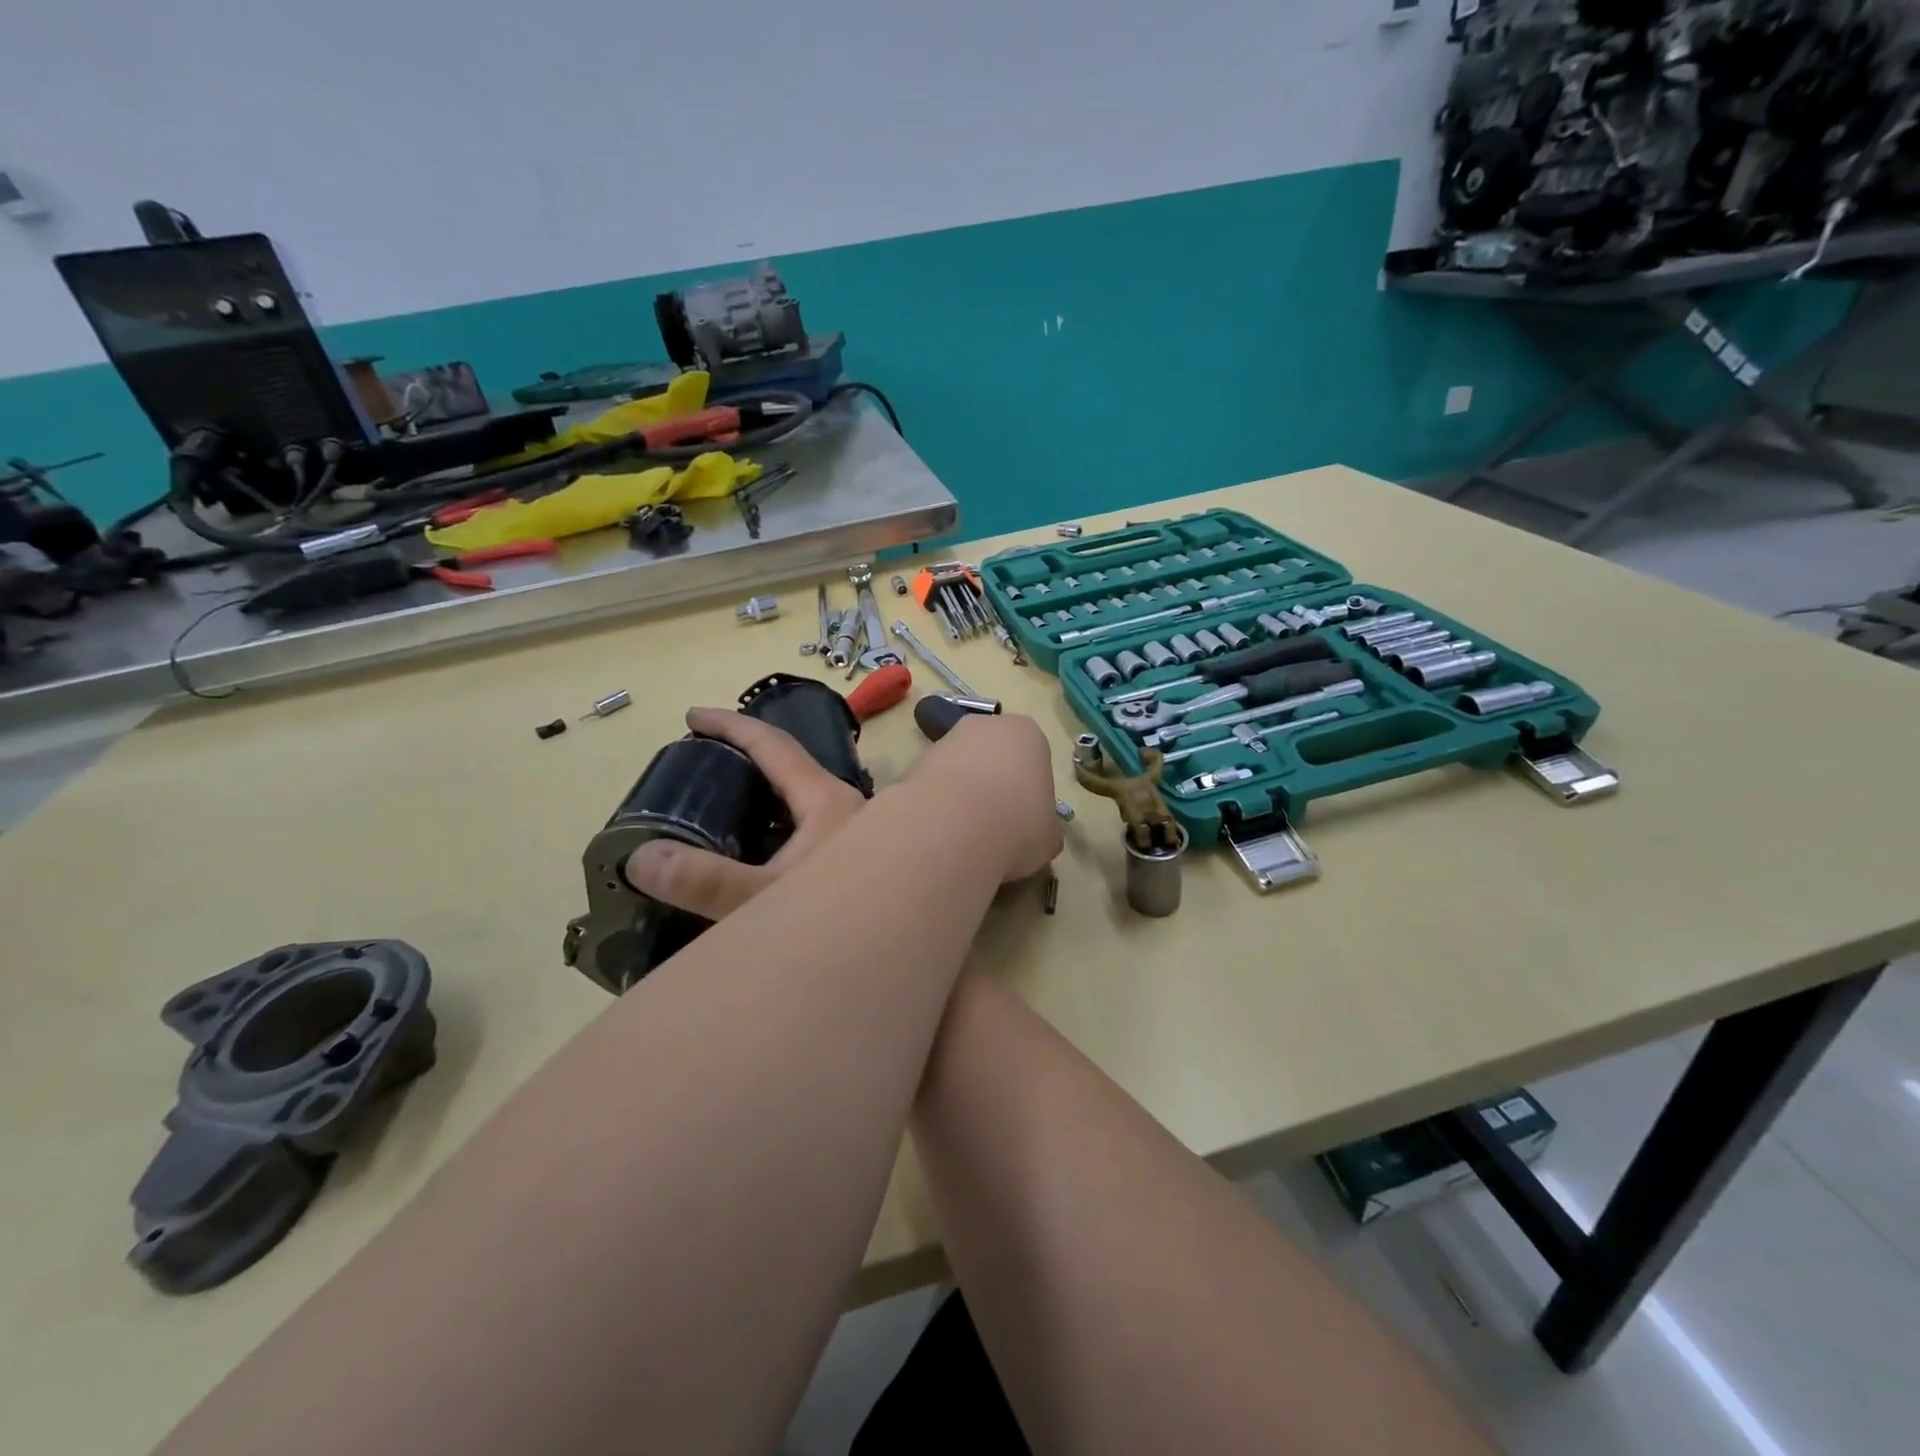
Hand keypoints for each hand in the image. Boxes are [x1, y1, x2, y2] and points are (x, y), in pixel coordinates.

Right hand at [623, 706, 865, 921]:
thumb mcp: (766, 900)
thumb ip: (705, 881)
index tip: (691, 715)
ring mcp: (855, 834)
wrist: (902, 950)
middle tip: (702, 761)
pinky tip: (757, 855)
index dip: (731, 725)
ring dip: (763, 796)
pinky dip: (776, 827)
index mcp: (828, 800)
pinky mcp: (857, 861)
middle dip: (747, 757)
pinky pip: (808, 829)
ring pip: (801, 801)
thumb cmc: (842, 918)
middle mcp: (848, 808)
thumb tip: (641, 858)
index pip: (774, 745)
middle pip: (791, 767)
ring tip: (720, 806)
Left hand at [907, 712, 1063, 882]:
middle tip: (996, 824)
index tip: (1026, 819)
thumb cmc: (1018, 825)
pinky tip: (940, 832)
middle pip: (993, 754)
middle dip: (993, 783)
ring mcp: (945, 740)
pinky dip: (937, 804)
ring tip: (965, 835)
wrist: (953, 828)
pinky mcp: (913, 761)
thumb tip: (1034, 833)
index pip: (1034, 757)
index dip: (1030, 790)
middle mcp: (986, 726)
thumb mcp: (1049, 836)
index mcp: (1028, 734)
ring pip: (960, 768)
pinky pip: (934, 784)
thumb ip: (1044, 827)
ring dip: (962, 794)